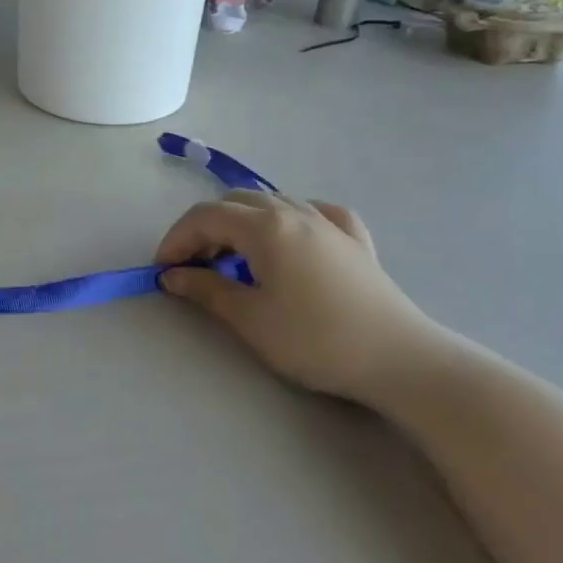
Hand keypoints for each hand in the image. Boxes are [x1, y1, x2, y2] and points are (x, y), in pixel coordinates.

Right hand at [155, 192, 451, 401]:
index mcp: (265, 227)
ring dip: (242, 223)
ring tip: (235, 259)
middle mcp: (294, 212)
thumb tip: (173, 275)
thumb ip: (206, 289)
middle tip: (194, 267)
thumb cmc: (315, 339)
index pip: (205, 217)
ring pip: (272, 202)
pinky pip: (315, 213)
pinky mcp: (355, 241)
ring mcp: (329, 223)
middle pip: (235, 203)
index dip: (176, 239)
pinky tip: (292, 239)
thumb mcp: (250, 318)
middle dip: (205, 229)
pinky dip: (290, 220)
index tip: (163, 270)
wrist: (400, 360)